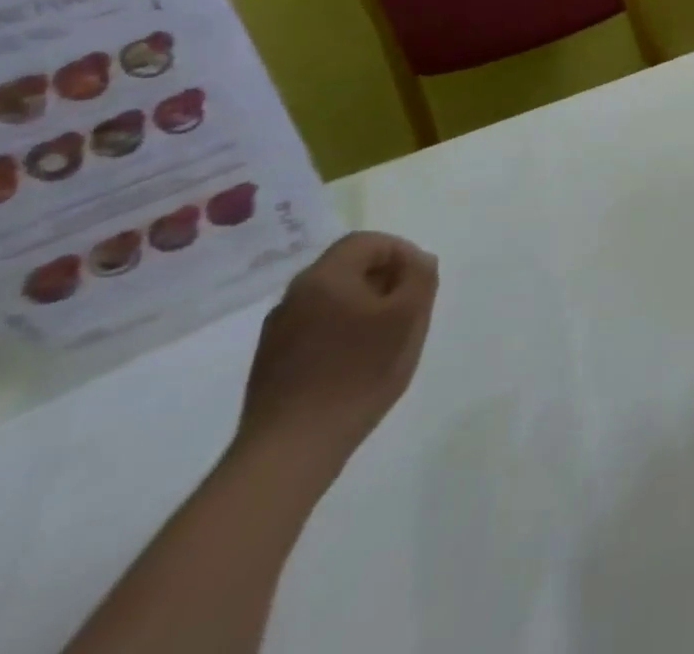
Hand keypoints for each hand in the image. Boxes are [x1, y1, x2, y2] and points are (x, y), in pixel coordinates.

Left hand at [234, 232, 437, 476]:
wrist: (290, 450)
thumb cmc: (358, 373)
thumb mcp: (408, 318)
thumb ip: (420, 278)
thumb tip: (419, 261)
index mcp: (325, 277)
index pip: (368, 242)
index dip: (401, 252)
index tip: (421, 280)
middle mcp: (295, 295)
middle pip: (348, 267)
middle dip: (385, 279)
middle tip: (409, 307)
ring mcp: (277, 331)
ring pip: (332, 299)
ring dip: (364, 305)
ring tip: (386, 337)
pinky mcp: (271, 362)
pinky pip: (316, 327)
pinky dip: (342, 330)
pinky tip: (356, 362)